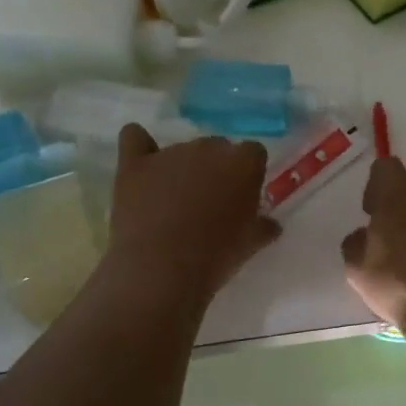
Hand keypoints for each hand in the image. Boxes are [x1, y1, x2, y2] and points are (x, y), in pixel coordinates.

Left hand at [108, 125, 280, 304]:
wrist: (163, 269)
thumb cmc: (217, 256)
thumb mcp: (251, 245)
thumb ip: (264, 227)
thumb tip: (271, 225)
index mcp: (243, 163)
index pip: (253, 152)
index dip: (248, 173)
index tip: (242, 196)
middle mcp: (208, 148)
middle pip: (217, 148)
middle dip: (215, 169)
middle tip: (209, 203)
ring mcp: (169, 153)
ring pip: (181, 149)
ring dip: (182, 168)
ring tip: (173, 204)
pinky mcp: (135, 163)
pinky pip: (134, 137)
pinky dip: (139, 145)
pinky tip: (142, 165)